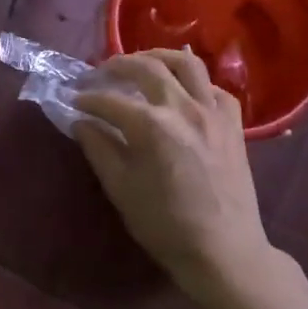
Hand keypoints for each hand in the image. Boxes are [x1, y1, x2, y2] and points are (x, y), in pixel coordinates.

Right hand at [72, 49, 281, 307]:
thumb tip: (81, 122)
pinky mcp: (234, 123)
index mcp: (152, 126)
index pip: (110, 100)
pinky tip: (181, 92)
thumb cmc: (165, 226)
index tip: (74, 101)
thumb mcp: (121, 189)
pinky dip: (194, 82)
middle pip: (147, 67)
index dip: (88, 98)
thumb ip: (99, 149)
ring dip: (158, 57)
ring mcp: (213, 112)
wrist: (223, 251)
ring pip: (187, 64)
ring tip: (141, 64)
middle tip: (100, 74)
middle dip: (118, 65)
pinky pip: (214, 87)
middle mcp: (184, 108)